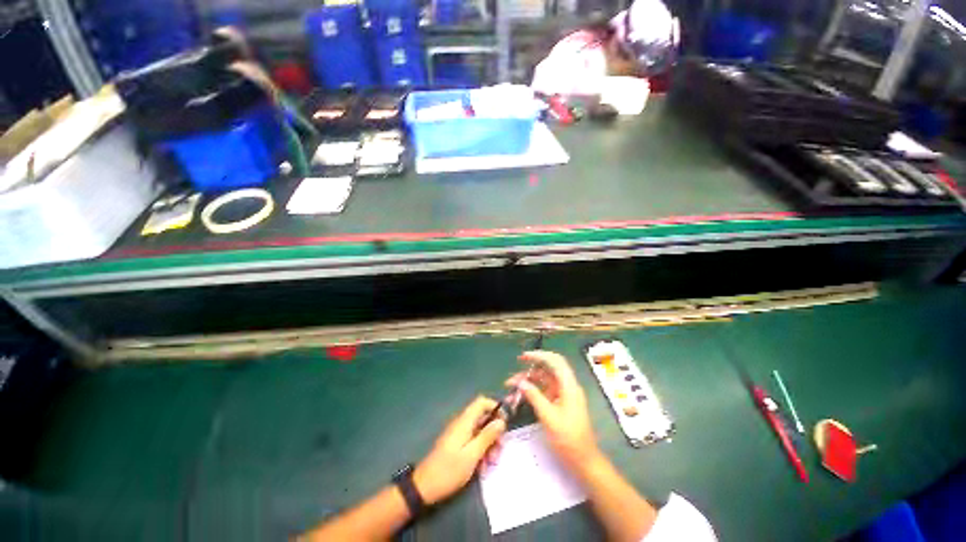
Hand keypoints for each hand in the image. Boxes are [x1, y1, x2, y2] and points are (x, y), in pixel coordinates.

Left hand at [413, 396, 505, 504]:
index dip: (495, 408)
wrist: (424, 487)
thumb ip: (487, 436)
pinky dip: (480, 450)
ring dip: (488, 444)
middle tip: (499, 451)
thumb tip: (501, 421)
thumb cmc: (449, 470)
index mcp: (464, 421)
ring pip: (480, 431)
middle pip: (483, 418)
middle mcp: (462, 423)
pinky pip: (473, 440)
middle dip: (494, 432)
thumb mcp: (472, 455)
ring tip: (491, 463)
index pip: (482, 402)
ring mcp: (458, 434)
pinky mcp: (457, 444)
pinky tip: (482, 467)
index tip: (504, 424)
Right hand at [508, 351, 600, 469]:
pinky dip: (532, 391)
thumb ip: (534, 397)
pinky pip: (544, 392)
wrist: (584, 462)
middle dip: (530, 369)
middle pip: (548, 370)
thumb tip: (520, 382)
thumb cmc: (569, 439)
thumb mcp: (549, 417)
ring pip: (544, 381)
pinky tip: (520, 396)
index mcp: (569, 386)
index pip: (555, 361)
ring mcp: (563, 396)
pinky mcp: (559, 404)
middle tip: (514, 371)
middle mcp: (567, 387)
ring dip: (529, 381)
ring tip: (511, 386)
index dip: (539, 355)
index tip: (523, 357)